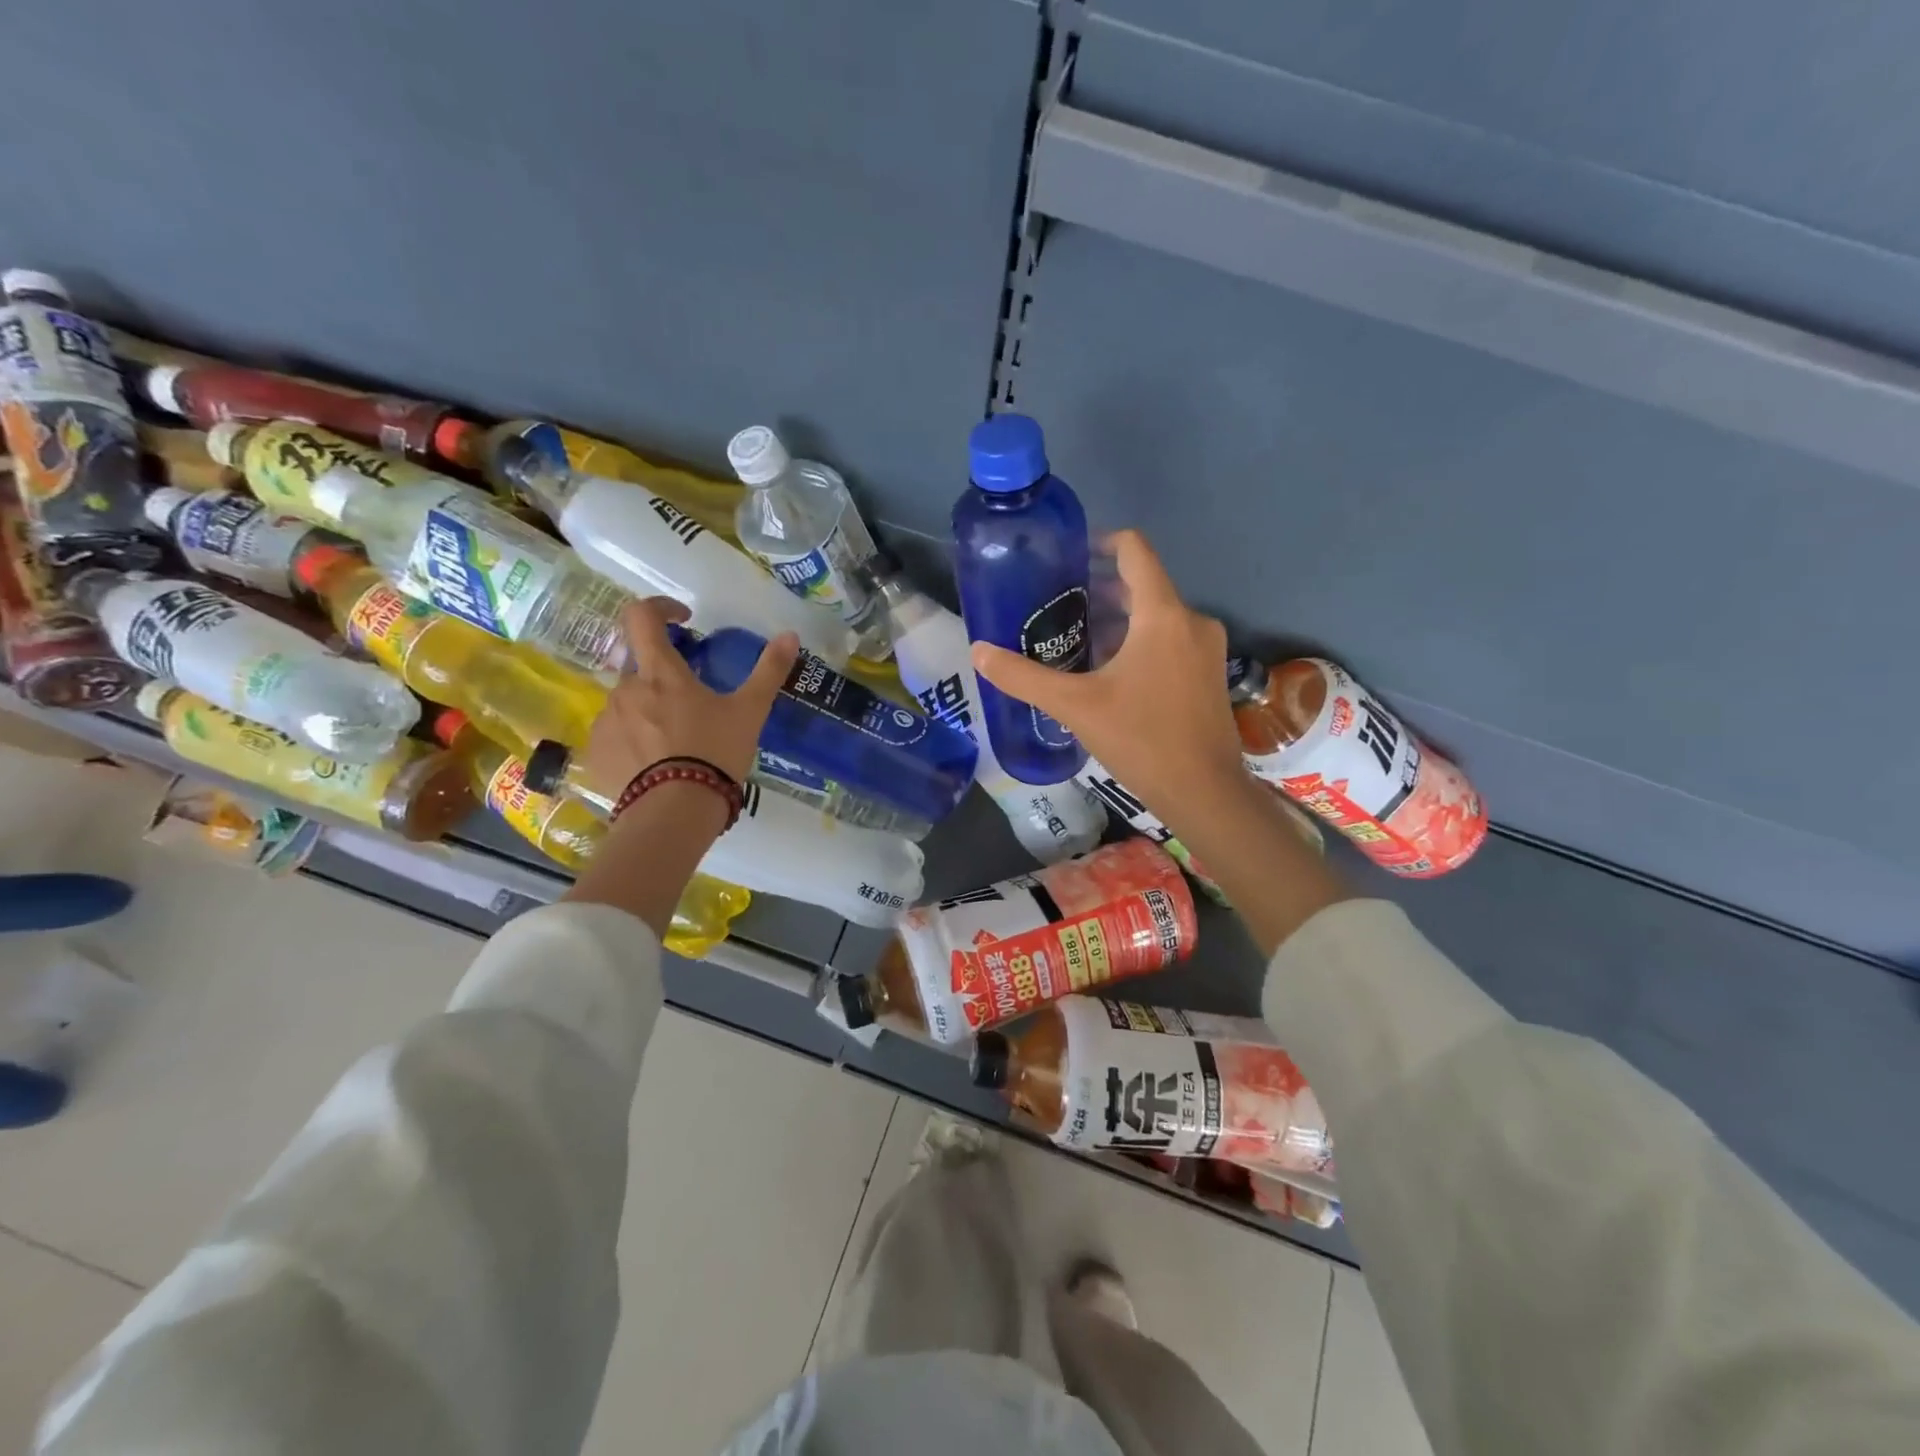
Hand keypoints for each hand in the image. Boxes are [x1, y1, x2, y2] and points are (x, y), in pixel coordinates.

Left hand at [578, 598, 798, 797]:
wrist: (674, 813)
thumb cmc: (715, 753)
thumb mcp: (750, 712)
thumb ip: (769, 671)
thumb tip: (790, 635)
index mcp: (661, 673)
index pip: (642, 616)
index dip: (660, 608)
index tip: (684, 620)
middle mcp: (625, 689)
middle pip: (639, 665)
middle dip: (664, 674)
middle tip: (692, 700)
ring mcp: (606, 721)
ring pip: (627, 702)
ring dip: (648, 709)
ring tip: (677, 741)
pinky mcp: (596, 753)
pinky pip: (614, 734)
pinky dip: (633, 740)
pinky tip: (655, 764)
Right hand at [971, 530, 1245, 819]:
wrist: (1204, 792)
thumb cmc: (1141, 739)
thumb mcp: (1074, 706)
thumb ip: (1023, 677)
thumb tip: (978, 652)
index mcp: (1163, 615)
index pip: (1134, 551)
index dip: (1100, 542)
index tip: (1068, 556)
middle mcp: (1192, 620)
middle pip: (1142, 586)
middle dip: (1100, 591)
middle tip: (1057, 607)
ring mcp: (1207, 649)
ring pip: (1157, 616)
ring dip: (1118, 621)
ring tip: (1076, 640)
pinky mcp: (1209, 674)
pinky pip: (1171, 640)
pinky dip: (1140, 642)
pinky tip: (1109, 673)